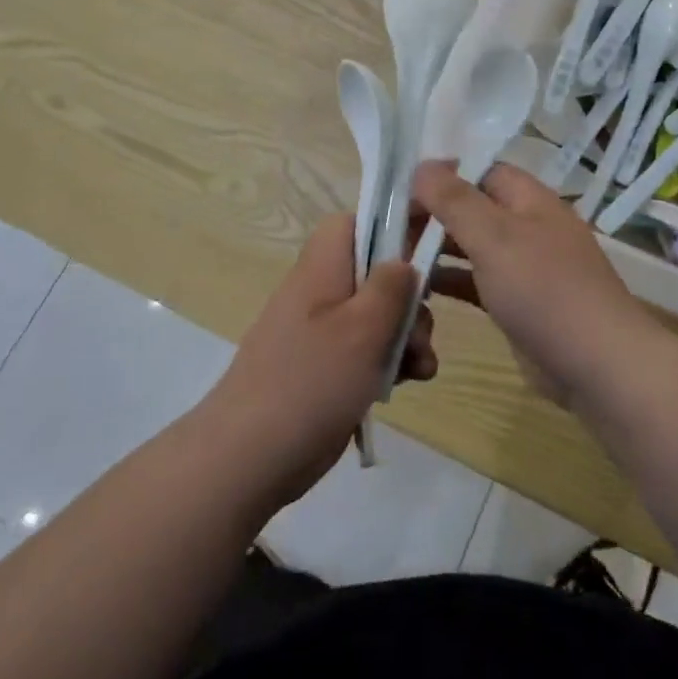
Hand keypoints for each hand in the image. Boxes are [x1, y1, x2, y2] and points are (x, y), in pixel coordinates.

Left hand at [200, 215, 436, 506]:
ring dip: (406, 336)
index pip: (354, 222)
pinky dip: (389, 361)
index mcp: (323, 268)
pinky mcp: (326, 367)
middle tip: (421, 331)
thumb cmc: (312, 381)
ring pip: (377, 315)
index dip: (391, 225)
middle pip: (376, 272)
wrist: (250, 457)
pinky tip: (409, 384)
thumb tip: (403, 262)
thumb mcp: (364, 327)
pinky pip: (366, 350)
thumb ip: (391, 286)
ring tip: (421, 368)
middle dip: (409, 299)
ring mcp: (322, 331)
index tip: (427, 247)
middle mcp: (321, 291)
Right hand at [412, 160, 654, 408]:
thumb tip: (421, 166)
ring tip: (394, 258)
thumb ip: (455, 200)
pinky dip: (450, 280)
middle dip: (434, 214)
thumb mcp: (494, 236)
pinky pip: (477, 281)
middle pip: (473, 207)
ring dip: (437, 248)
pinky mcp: (518, 303)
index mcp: (529, 199)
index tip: (401, 191)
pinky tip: (419, 288)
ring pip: (472, 246)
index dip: (442, 175)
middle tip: (390, 229)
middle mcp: (528, 226)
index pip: (480, 170)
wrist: (596, 364)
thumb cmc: (543, 289)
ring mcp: (525, 267)